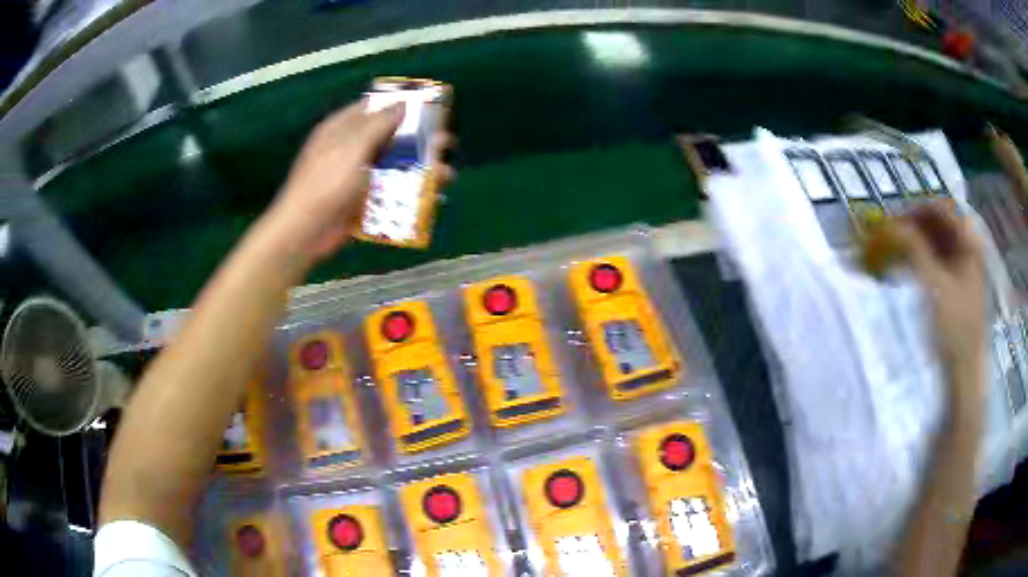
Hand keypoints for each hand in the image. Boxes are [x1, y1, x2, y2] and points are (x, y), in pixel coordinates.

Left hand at [267, 99, 452, 260]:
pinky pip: (389, 192)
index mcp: (342, 129)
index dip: (400, 105)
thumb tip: (403, 103)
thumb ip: (378, 123)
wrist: (305, 232)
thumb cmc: (326, 183)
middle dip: (418, 141)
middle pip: (389, 138)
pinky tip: (428, 197)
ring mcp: (356, 176)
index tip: (428, 108)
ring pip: (393, 167)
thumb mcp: (352, 146)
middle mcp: (350, 149)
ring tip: (446, 174)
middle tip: (445, 143)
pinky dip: (407, 193)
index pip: (373, 108)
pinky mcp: (361, 201)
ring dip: (419, 170)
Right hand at [892, 203, 985, 402]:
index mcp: (969, 242)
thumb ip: (913, 248)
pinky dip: (924, 258)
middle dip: (916, 224)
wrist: (963, 373)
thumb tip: (890, 224)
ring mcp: (965, 269)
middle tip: (893, 234)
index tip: (894, 220)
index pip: (941, 207)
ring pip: (940, 241)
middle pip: (941, 222)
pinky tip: (911, 267)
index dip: (916, 208)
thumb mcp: (933, 285)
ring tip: (898, 250)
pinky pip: (941, 260)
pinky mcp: (958, 288)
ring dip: (918, 241)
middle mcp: (969, 249)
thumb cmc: (953, 327)